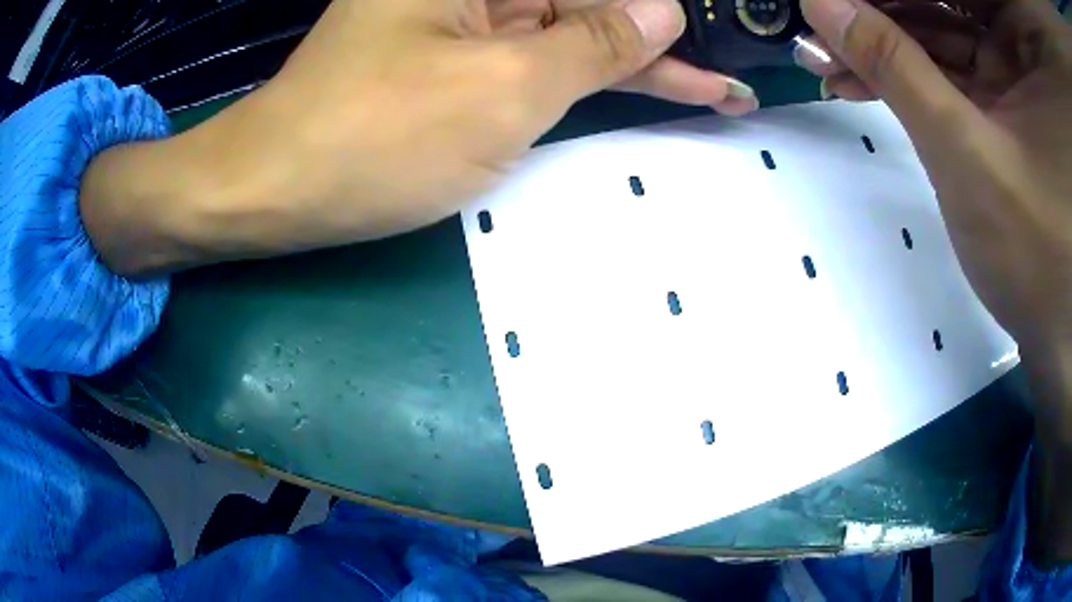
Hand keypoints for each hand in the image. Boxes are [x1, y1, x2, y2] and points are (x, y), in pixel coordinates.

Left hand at [81, 0, 757, 275]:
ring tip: (716, 92)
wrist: (277, 188)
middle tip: (730, 74)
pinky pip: (540, 58)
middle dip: (660, 38)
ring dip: (639, 62)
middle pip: (588, 3)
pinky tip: (647, 86)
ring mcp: (467, 20)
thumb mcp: (505, 88)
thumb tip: (663, 12)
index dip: (661, 10)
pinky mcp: (458, 60)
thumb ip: (594, 43)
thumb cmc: (376, 138)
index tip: (717, 24)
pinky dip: (591, 77)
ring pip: (571, 32)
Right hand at [798, 0, 1071, 565]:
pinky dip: (908, 68)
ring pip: (939, 26)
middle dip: (881, 9)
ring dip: (884, 40)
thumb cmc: (1036, 254)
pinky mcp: (1005, 97)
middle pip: (944, 0)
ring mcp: (1013, 69)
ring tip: (827, 56)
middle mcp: (1017, 45)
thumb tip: (821, 4)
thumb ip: (897, 68)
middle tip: (825, 20)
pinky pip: (950, 61)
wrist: (1056, 333)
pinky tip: (860, 79)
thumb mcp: (967, 152)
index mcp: (1021, 44)